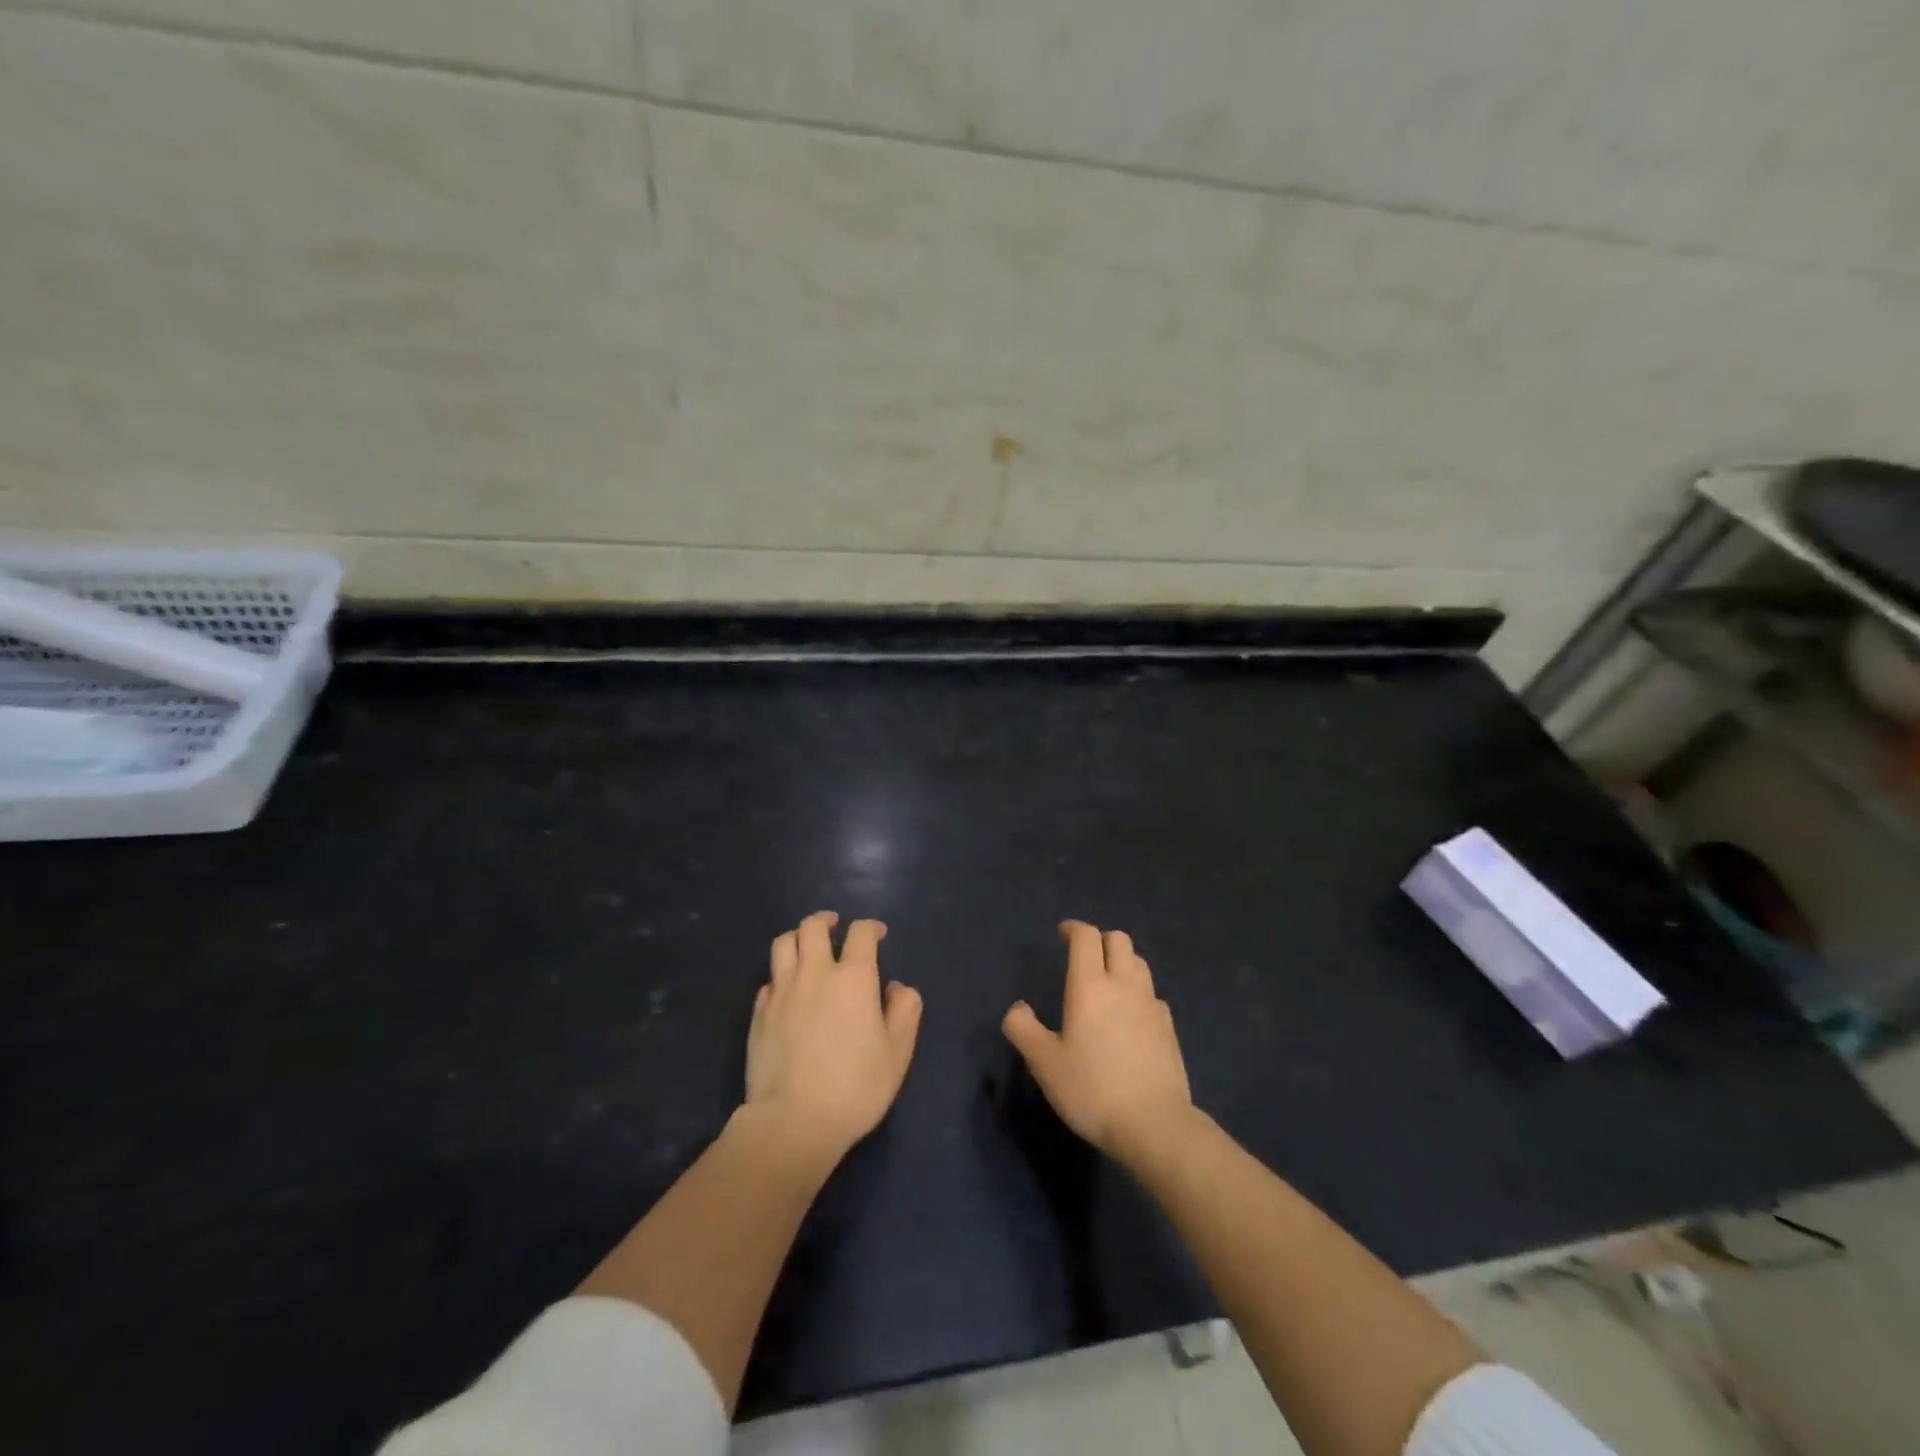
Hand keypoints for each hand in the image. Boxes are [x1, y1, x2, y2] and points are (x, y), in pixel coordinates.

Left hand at [744, 911, 922, 1164]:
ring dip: (798, 937)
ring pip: (783, 944)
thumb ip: (904, 1011)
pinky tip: (788, 989)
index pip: (861, 933)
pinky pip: (769, 979)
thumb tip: (898, 988)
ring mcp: (782, 992)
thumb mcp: (897, 1052)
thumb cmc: (855, 1086)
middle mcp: (815, 973)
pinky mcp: (759, 1013)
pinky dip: (781, 975)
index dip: (871, 927)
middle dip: (826, 920)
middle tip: (835, 927)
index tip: (878, 935)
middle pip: (813, 926)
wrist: (793, 1122)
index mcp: (853, 978)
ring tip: (807, 947)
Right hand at [1003, 921, 1194, 1162]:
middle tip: (1084, 956)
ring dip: (1122, 962)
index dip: (1074, 928)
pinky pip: (1152, 995)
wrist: (1155, 1125)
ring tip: (1107, 982)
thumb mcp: (1044, 1063)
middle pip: (1119, 940)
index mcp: (1090, 986)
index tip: (1062, 934)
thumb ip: (1023, 1029)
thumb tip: (1017, 1008)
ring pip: (1139, 964)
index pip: (1086, 937)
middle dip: (1100, 939)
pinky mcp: (1169, 1029)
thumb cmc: (1092, 1089)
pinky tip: (1130, 1016)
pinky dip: (1139, 992)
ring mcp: (1151, 1005)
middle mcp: (1124, 986)